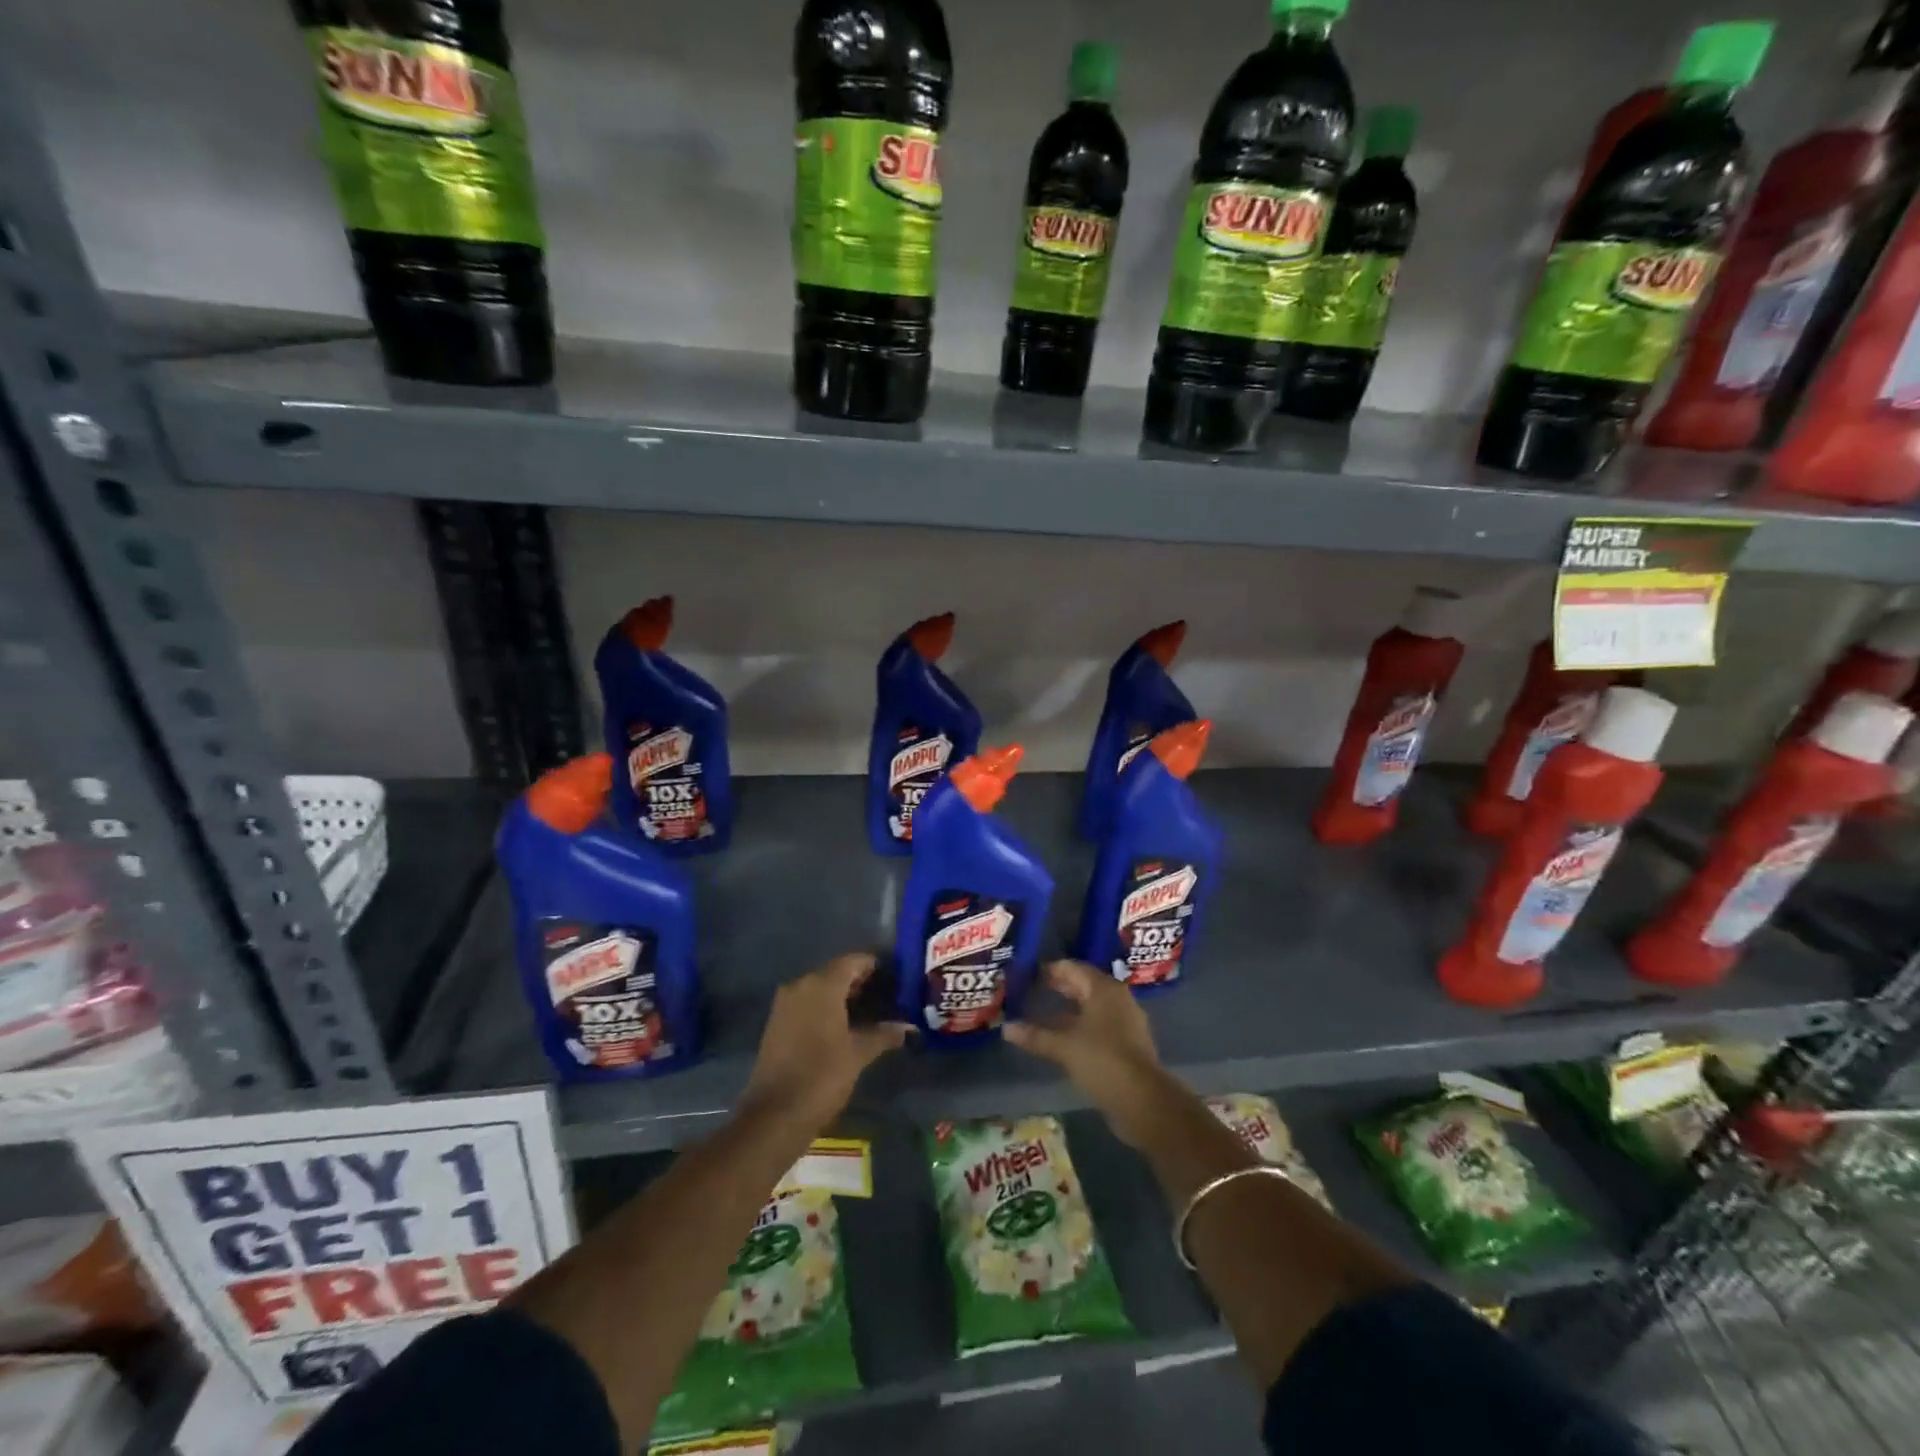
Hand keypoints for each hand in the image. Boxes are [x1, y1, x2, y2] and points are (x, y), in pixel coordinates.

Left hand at [744, 952, 911, 1129]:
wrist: (775, 1115)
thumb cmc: (822, 1076)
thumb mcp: (858, 1054)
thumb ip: (883, 1034)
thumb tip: (908, 1027)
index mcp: (822, 985)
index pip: (853, 961)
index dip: (875, 966)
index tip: (894, 978)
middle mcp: (801, 985)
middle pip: (835, 972)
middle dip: (860, 982)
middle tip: (886, 996)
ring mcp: (784, 1003)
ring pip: (819, 988)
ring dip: (842, 996)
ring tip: (869, 1012)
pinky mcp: (776, 1022)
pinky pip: (806, 1003)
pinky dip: (824, 1008)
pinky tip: (843, 1025)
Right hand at [1005, 960, 1167, 1145]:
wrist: (1143, 1101)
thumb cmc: (1103, 1061)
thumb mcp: (1064, 1047)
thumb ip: (1035, 1036)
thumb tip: (1006, 1028)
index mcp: (1103, 988)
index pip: (1071, 968)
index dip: (1046, 970)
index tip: (1024, 976)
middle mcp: (1116, 998)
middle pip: (1081, 984)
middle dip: (1055, 987)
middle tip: (1027, 992)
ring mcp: (1124, 1021)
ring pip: (1088, 1006)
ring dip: (1064, 1009)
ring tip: (1037, 1014)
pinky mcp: (1125, 1043)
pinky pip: (1096, 1024)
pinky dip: (1077, 1026)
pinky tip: (1058, 1038)